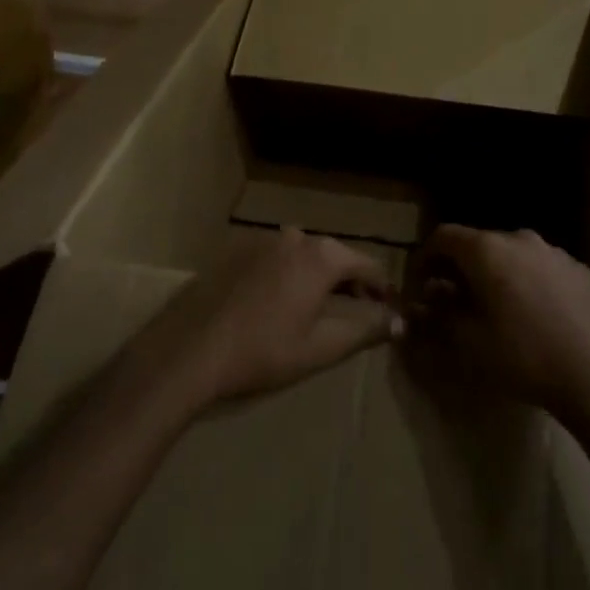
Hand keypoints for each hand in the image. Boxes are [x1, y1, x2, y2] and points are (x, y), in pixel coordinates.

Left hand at [136, 228, 400, 411]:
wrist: (190, 350)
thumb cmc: (263, 352)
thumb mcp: (321, 347)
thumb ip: (365, 330)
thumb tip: (399, 322)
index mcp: (321, 256)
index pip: (367, 264)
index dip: (382, 287)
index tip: (388, 307)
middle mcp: (295, 237)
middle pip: (335, 255)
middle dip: (350, 280)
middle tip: (360, 308)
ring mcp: (262, 240)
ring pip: (304, 255)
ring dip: (318, 276)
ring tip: (320, 306)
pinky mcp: (236, 250)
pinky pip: (276, 258)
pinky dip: (289, 274)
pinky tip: (279, 302)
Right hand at [409, 225, 589, 422]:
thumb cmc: (523, 356)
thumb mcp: (468, 342)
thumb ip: (438, 316)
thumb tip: (421, 303)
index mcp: (487, 249)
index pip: (443, 236)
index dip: (424, 257)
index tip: (419, 284)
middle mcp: (520, 238)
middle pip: (478, 243)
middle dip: (460, 268)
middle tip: (452, 300)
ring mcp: (555, 252)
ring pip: (512, 255)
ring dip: (496, 274)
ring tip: (495, 309)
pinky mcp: (581, 270)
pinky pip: (541, 268)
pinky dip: (527, 282)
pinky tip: (535, 316)